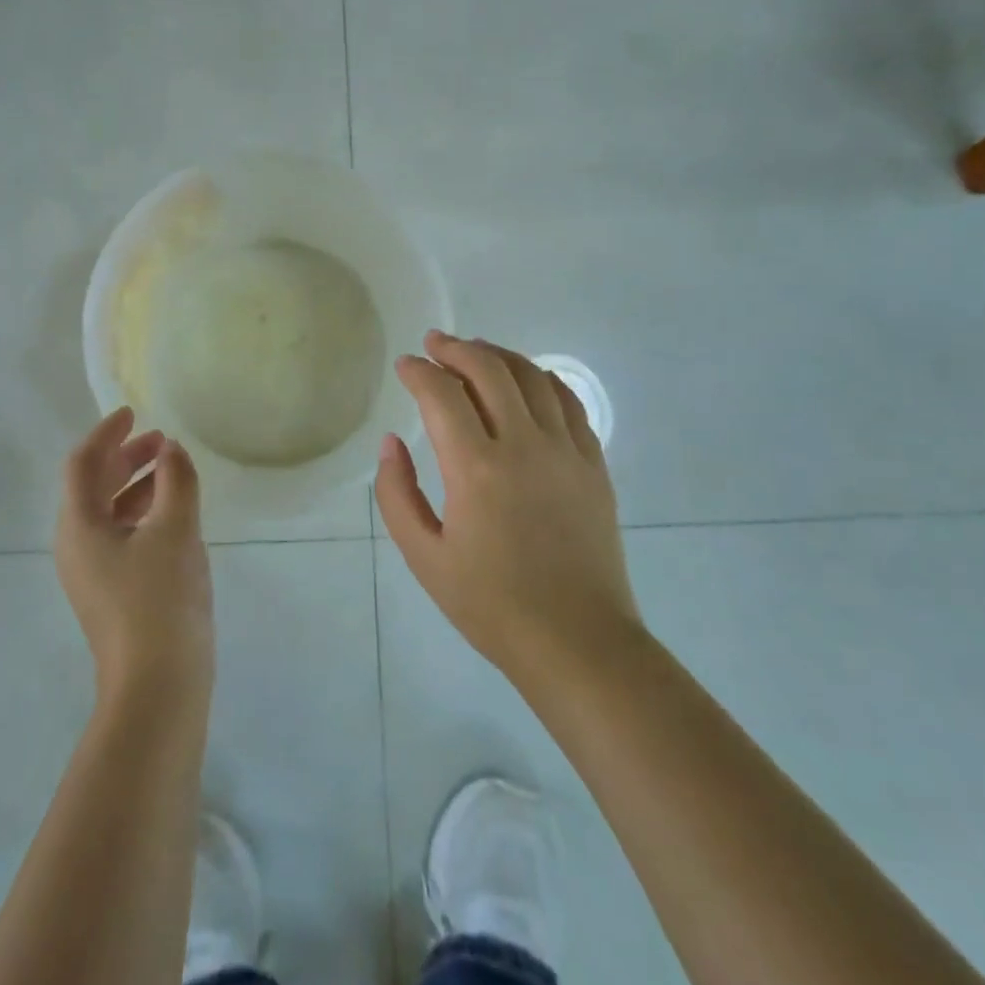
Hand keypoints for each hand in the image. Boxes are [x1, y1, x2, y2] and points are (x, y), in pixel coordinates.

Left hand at [56, 408, 213, 711]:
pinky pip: (121, 535)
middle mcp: (76, 546)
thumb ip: (176, 479)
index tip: (133, 412)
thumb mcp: (175, 529)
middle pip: (93, 486)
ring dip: (137, 484)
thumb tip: (171, 450)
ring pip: (109, 512)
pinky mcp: (112, 592)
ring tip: (173, 471)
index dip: (107, 433)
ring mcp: (92, 572)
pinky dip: (143, 513)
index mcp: (79, 526)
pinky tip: (175, 515)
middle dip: (126, 457)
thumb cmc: (161, 599)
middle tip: (161, 441)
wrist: (158, 685)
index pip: (83, 463)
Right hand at [376, 331, 639, 689]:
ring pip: (532, 377)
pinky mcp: (593, 464)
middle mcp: (524, 446)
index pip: (442, 395)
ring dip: (498, 355)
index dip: (418, 372)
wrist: (577, 641)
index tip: (404, 365)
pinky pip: (568, 402)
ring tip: (475, 351)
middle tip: (434, 344)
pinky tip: (527, 380)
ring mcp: (566, 451)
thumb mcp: (424, 557)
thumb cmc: (491, 605)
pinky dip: (542, 379)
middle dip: (456, 348)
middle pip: (489, 370)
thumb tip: (391, 444)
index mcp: (476, 469)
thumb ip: (397, 494)